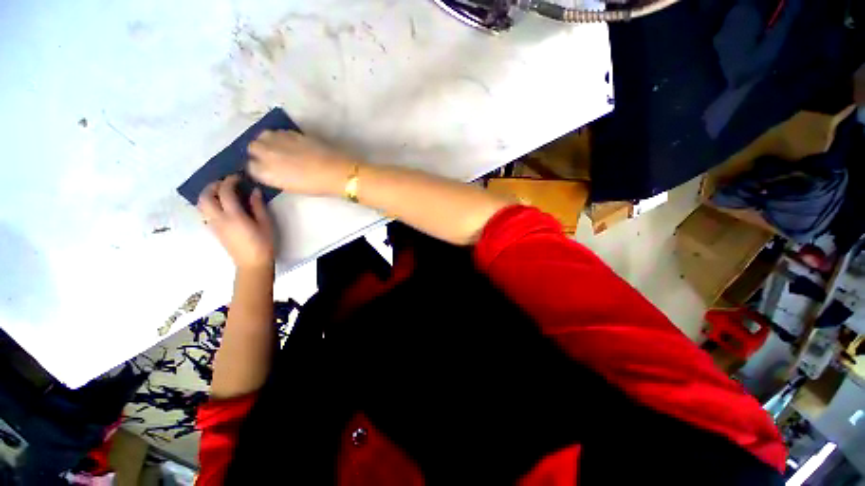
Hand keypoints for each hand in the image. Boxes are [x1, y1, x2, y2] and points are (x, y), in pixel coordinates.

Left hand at [197, 174, 274, 268]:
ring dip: (208, 194)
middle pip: (206, 196)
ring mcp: (213, 225)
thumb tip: (253, 191)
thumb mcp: (265, 223)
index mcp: (234, 216)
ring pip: (201, 204)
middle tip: (225, 182)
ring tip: (220, 191)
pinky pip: (205, 212)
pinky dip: (209, 203)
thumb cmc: (263, 243)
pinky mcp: (213, 230)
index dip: (230, 181)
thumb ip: (258, 206)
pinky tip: (220, 205)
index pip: (225, 192)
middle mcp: (219, 219)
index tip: (238, 177)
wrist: (252, 263)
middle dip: (213, 185)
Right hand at [247, 130, 356, 195]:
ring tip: (278, 147)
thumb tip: (272, 170)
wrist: (335, 171)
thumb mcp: (290, 186)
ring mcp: (278, 140)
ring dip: (267, 140)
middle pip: (252, 147)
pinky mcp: (292, 132)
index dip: (258, 167)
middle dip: (258, 151)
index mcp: (265, 172)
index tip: (265, 169)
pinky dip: (280, 137)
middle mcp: (266, 153)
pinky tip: (290, 143)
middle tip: (271, 157)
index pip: (250, 166)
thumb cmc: (316, 185)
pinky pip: (279, 132)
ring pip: (262, 135)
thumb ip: (275, 177)